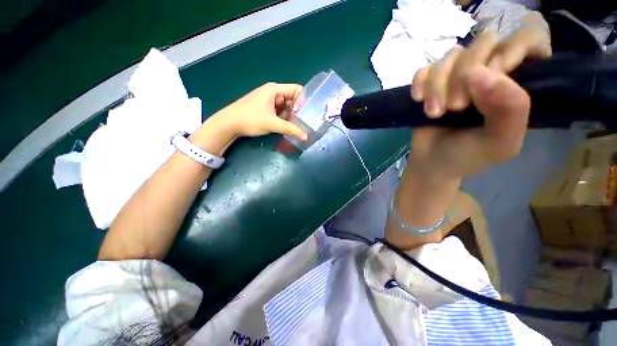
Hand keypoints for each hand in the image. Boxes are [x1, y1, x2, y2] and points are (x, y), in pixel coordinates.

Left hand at [210, 82, 307, 140]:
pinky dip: (284, 118)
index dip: (305, 100)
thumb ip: (290, 129)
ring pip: (286, 107)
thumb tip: (306, 136)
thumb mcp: (272, 124)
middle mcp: (273, 92)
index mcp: (275, 89)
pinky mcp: (265, 108)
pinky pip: (279, 111)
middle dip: (299, 111)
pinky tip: (287, 126)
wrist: (228, 124)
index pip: (297, 90)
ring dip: (291, 116)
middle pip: (292, 99)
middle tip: (306, 123)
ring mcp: (268, 100)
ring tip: (298, 126)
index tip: (311, 113)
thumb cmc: (250, 119)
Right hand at [407, 28, 550, 180]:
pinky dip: (420, 83)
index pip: (528, 39)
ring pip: (450, 56)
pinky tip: (418, 100)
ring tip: (434, 113)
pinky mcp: (432, 82)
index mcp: (517, 83)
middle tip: (456, 107)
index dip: (512, 50)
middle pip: (483, 43)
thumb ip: (510, 110)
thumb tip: (480, 71)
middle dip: (464, 76)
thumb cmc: (469, 155)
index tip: (494, 77)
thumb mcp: (500, 143)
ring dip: (437, 86)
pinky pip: (425, 68)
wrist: (431, 163)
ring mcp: (457, 75)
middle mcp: (490, 71)